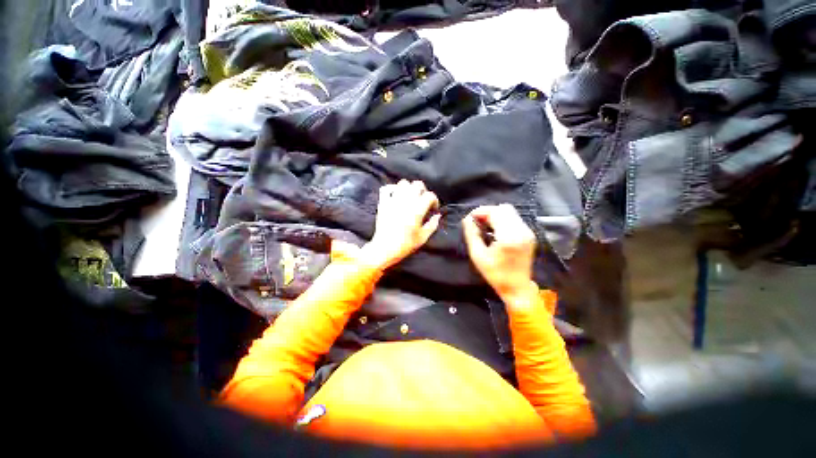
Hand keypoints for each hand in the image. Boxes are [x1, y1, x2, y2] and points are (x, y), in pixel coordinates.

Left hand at [359, 180, 440, 269]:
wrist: (385, 248)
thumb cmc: (405, 245)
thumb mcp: (423, 237)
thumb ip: (432, 225)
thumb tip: (437, 216)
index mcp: (417, 210)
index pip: (430, 195)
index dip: (434, 200)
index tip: (433, 208)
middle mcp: (406, 201)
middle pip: (417, 184)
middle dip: (423, 191)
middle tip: (423, 200)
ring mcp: (393, 200)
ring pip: (403, 183)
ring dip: (409, 188)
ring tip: (410, 197)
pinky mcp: (383, 203)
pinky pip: (386, 188)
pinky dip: (392, 188)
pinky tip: (396, 195)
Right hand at [462, 204, 538, 304]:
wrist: (517, 288)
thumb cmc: (495, 274)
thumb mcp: (477, 255)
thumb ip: (472, 234)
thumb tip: (467, 219)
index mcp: (509, 237)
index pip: (495, 212)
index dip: (481, 211)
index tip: (470, 218)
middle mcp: (521, 231)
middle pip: (504, 208)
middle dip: (488, 212)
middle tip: (477, 222)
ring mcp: (527, 232)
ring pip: (510, 212)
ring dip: (495, 215)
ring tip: (485, 226)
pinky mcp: (529, 234)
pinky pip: (514, 219)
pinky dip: (503, 220)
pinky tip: (495, 230)